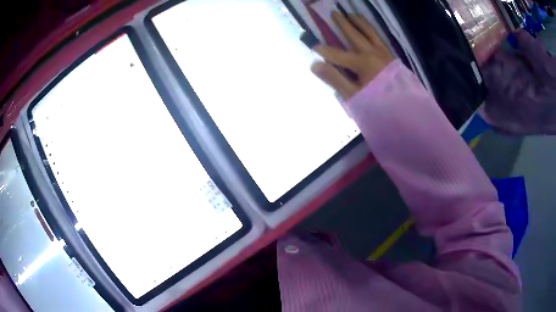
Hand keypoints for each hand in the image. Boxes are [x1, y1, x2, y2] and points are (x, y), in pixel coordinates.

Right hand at [311, 12, 392, 99]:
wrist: (406, 112)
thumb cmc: (378, 105)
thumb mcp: (354, 95)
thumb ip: (335, 79)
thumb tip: (315, 65)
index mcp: (361, 63)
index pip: (336, 54)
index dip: (324, 51)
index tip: (313, 46)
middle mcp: (372, 53)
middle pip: (354, 35)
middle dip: (343, 24)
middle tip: (334, 13)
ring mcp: (383, 54)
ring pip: (370, 33)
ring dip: (360, 23)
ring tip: (352, 14)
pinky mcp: (391, 57)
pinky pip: (380, 39)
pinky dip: (373, 32)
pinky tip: (370, 30)